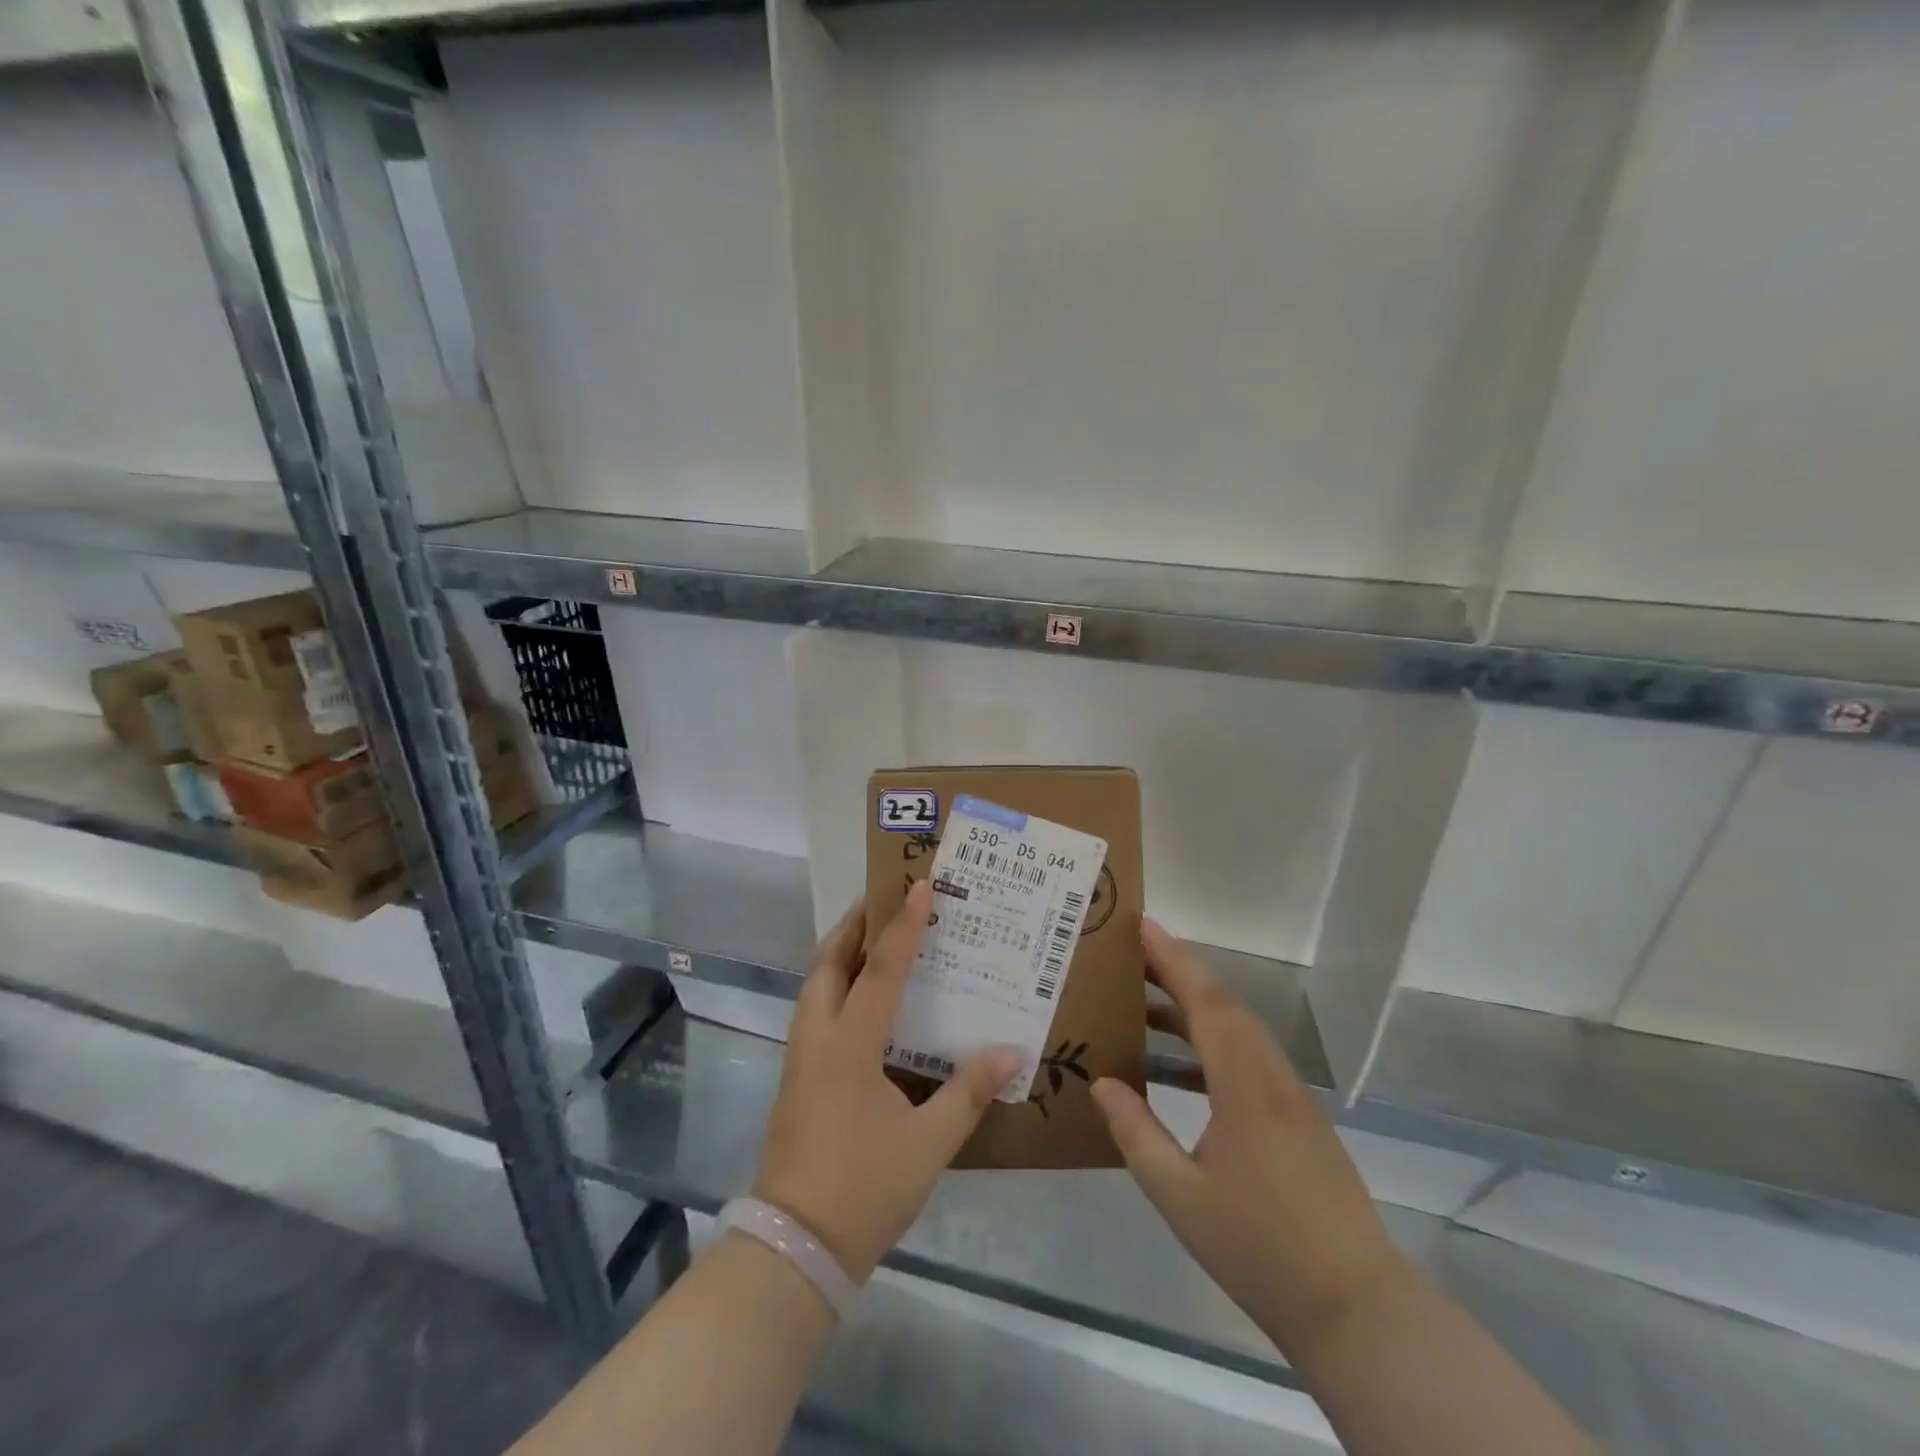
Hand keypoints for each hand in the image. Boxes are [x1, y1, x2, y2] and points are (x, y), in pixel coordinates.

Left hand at [752, 881, 1020, 1284]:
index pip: (882, 970)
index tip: (921, 886)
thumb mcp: (928, 1143)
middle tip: (883, 900)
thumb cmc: (865, 1188)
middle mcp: (818, 1039)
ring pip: (815, 986)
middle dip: (853, 926)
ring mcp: (799, 1059)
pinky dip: (835, 986)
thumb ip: (969, 1092)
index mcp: (850, 1046)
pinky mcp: (795, 1079)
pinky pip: (814, 1011)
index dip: (904, 926)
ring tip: (871, 938)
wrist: (795, 1247)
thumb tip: (1012, 1053)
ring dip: (840, 954)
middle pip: (828, 963)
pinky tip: (861, 1002)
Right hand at [1089, 920, 1411, 1361]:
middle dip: (1178, 972)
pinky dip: (1212, 1042)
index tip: (1144, 926)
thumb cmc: (1261, 1249)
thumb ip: (1136, 1133)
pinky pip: (1250, 1057)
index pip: (1206, 1002)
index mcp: (1244, 1086)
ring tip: (1144, 1005)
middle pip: (1224, 1005)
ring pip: (1239, 1030)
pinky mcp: (1299, 1119)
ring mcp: (1291, 1097)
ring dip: (1194, 1006)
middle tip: (1131, 956)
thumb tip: (1101, 1082)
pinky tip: (1181, 1069)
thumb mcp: (1180, 1197)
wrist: (1356, 1309)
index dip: (1173, 960)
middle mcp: (1271, 1077)